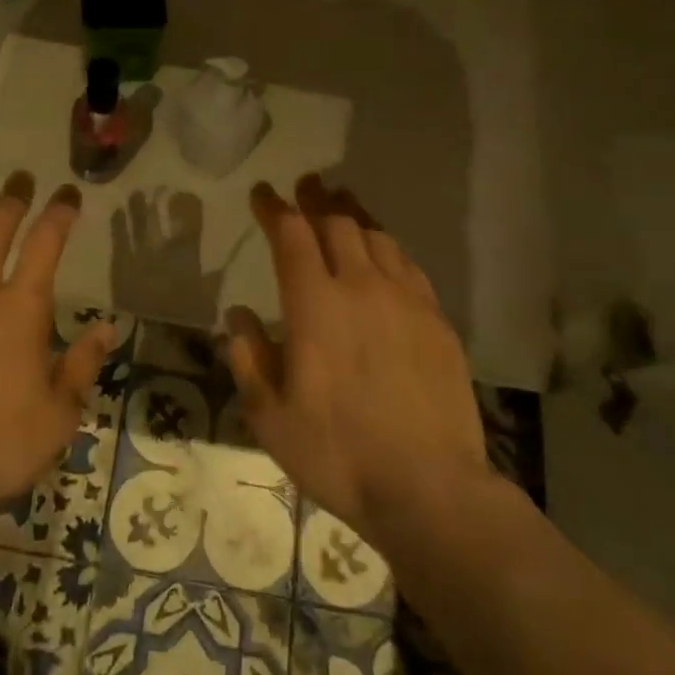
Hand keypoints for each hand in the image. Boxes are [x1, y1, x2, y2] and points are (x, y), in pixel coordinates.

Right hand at [224, 176, 489, 539]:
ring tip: (341, 205)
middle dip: (315, 199)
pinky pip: (408, 265)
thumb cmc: (337, 453)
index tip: (262, 193)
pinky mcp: (437, 321)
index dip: (274, 208)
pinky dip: (387, 247)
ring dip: (353, 215)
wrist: (429, 488)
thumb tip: (238, 315)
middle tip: (304, 186)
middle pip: (337, 223)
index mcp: (315, 305)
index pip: (290, 235)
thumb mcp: (269, 415)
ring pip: (377, 237)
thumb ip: (248, 357)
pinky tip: (383, 253)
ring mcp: (406, 301)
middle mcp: (361, 287)